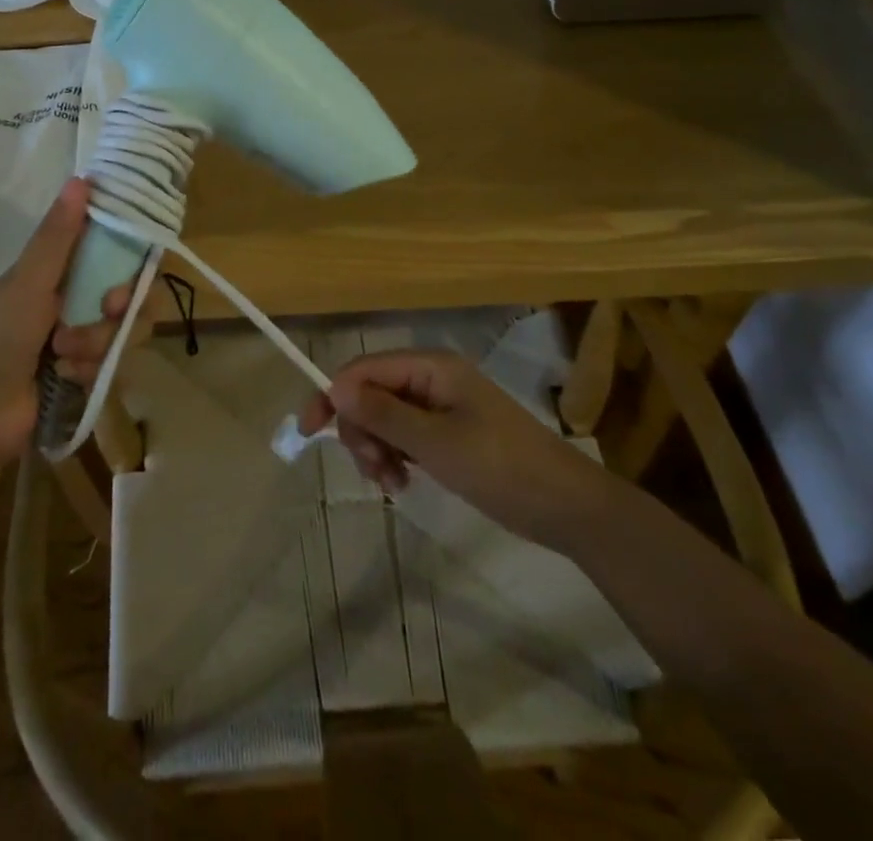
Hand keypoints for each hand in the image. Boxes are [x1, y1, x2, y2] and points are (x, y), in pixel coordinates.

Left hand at [0, 178, 131, 461]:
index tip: (128, 269)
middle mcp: (74, 303)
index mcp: (57, 273)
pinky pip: (116, 366)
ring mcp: (81, 343)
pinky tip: (67, 379)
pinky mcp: (86, 378)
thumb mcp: (26, 284)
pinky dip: (93, 371)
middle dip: (120, 308)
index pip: (113, 254)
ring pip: (125, 332)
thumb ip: (57, 237)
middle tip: (106, 311)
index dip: (130, 259)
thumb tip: (82, 178)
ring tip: (64, 358)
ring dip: (100, 343)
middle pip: (130, 296)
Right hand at [297, 351, 598, 543]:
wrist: (564, 506)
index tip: (308, 431)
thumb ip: (383, 414)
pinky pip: (403, 436)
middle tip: (374, 471)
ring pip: (384, 418)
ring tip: (392, 483)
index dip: (333, 394)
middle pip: (371, 394)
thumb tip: (334, 388)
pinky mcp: (447, 433)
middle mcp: (431, 378)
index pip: (365, 369)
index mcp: (430, 367)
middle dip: (362, 431)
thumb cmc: (500, 467)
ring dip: (377, 449)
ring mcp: (440, 406)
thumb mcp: (436, 443)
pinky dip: (394, 458)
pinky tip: (402, 484)